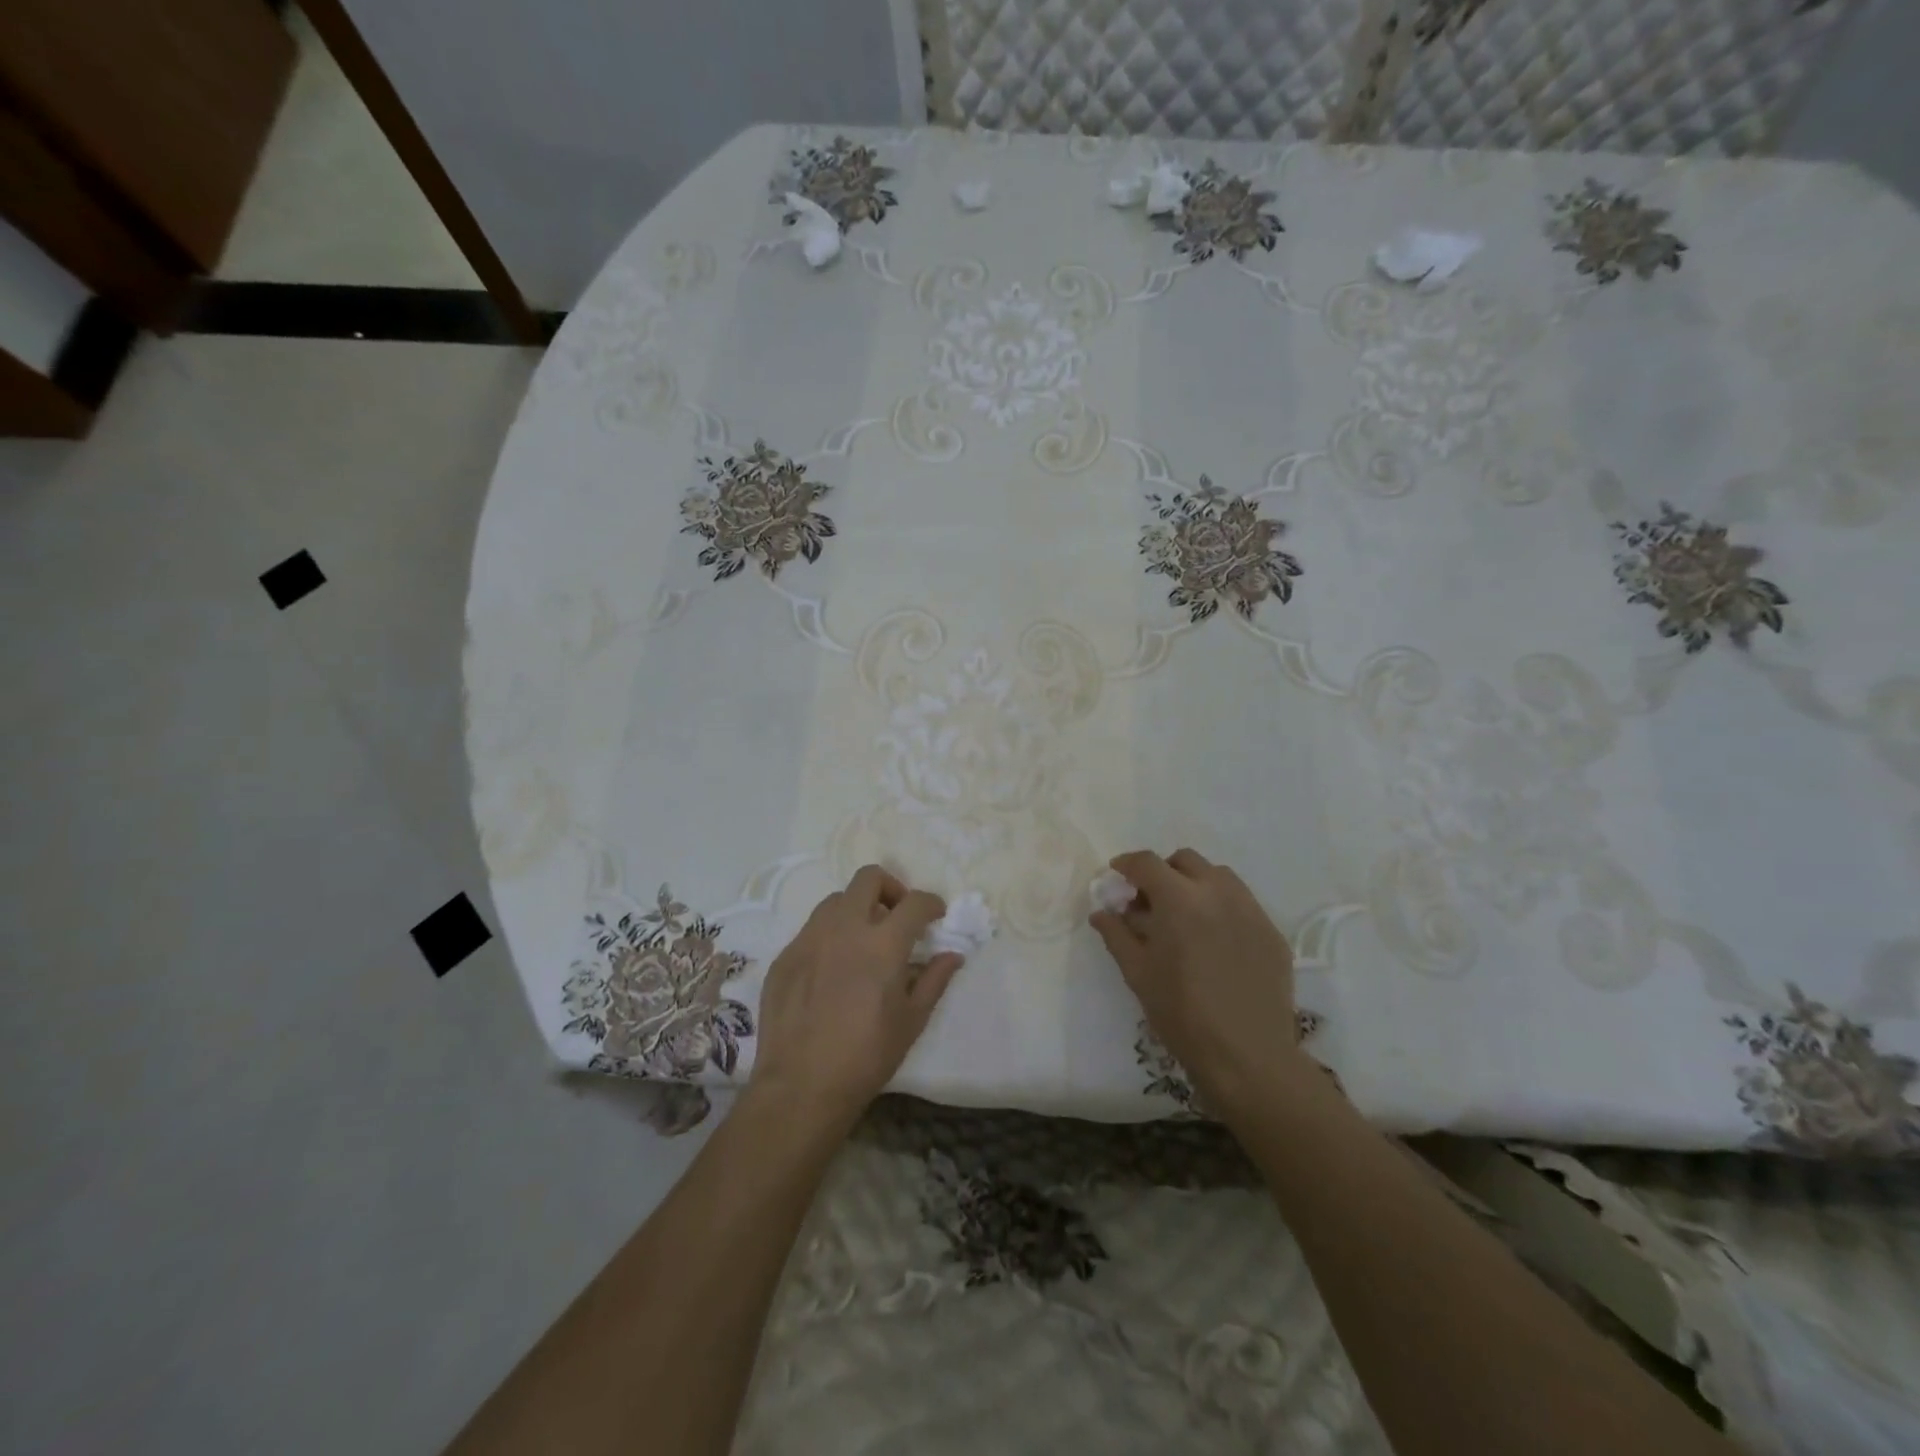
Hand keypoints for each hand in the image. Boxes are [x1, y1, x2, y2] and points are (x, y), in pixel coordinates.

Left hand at [748, 865, 963, 1131]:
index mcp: (882, 944)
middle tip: (897, 917)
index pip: (914, 902)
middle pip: (869, 878)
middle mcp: (844, 929)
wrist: (801, 1087)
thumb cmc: (866, 1057)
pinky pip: (811, 930)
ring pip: (836, 900)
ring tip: (863, 940)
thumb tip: (952, 955)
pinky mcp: (785, 956)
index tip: (935, 915)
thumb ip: (934, 980)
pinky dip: (830, 936)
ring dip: (857, 909)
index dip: (931, 903)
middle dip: (891, 889)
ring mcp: (809, 939)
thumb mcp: (911, 1021)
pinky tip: (832, 969)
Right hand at [1090, 848, 1309, 1115]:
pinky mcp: (1272, 932)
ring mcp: (1250, 910)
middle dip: (1163, 871)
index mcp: (1179, 899)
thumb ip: (1116, 934)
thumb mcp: (1137, 973)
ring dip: (1195, 884)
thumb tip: (1101, 912)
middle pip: (1185, 860)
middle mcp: (1218, 892)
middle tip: (1150, 901)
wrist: (1247, 1056)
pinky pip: (1242, 903)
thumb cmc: (1181, 1013)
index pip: (1147, 863)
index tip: (1117, 875)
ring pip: (1219, 876)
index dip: (1127, 864)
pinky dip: (1221, 907)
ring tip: (1185, 917)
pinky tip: (1214, 941)